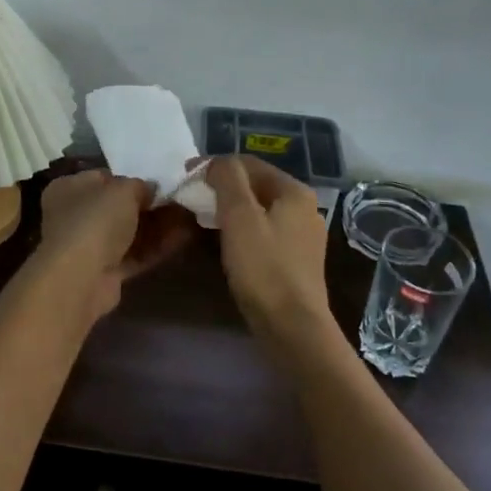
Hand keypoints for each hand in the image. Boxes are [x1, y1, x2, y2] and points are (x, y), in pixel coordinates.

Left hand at [36, 167, 196, 319]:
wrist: (80, 278)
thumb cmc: (95, 220)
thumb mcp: (123, 190)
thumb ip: (140, 186)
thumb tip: (151, 190)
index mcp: (69, 188)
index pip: (104, 178)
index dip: (132, 179)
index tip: (159, 181)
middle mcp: (74, 215)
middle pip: (118, 207)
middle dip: (150, 205)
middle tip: (180, 200)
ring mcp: (89, 246)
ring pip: (129, 232)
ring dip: (158, 226)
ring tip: (190, 217)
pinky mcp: (104, 271)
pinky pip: (134, 254)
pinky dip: (156, 247)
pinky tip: (183, 237)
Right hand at [206, 155, 336, 358]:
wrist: (293, 328)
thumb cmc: (264, 267)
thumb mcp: (239, 217)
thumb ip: (228, 180)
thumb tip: (216, 162)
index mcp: (294, 191)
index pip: (249, 163)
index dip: (215, 165)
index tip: (186, 175)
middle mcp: (304, 208)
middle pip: (256, 185)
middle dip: (222, 187)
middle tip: (191, 197)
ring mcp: (303, 236)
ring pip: (259, 210)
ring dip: (230, 209)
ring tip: (202, 218)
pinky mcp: (297, 260)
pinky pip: (264, 232)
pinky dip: (242, 230)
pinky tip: (225, 243)